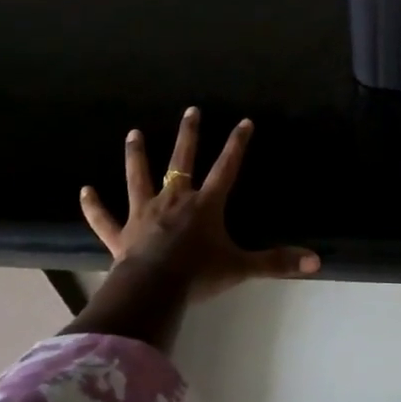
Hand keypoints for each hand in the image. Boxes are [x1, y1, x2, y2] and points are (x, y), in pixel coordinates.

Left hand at [79, 107, 319, 304]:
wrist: (152, 290)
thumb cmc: (198, 275)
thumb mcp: (241, 267)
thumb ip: (276, 262)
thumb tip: (316, 261)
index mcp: (204, 205)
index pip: (226, 167)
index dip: (237, 144)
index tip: (243, 121)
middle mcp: (174, 201)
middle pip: (182, 161)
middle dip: (188, 135)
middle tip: (191, 110)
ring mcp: (144, 214)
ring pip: (139, 178)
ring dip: (136, 156)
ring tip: (134, 133)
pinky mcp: (120, 234)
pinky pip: (104, 218)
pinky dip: (93, 206)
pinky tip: (84, 191)